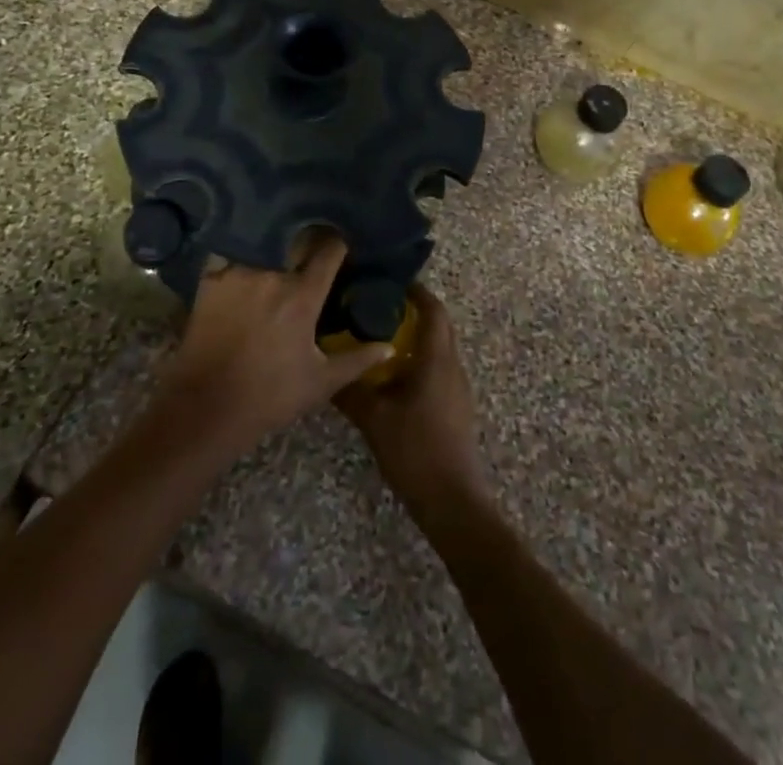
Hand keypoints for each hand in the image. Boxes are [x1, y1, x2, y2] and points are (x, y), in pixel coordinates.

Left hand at [155, 235, 393, 458]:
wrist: (206, 409)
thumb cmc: (269, 397)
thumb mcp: (320, 382)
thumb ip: (357, 360)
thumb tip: (390, 347)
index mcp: (302, 295)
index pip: (330, 250)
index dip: (340, 242)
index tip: (345, 242)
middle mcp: (271, 274)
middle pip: (297, 237)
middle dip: (309, 235)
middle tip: (316, 238)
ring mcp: (237, 273)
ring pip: (263, 240)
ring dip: (276, 238)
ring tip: (283, 237)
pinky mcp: (210, 280)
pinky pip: (229, 250)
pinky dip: (240, 246)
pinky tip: (246, 248)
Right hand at [336, 285, 490, 521]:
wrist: (452, 501)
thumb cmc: (415, 450)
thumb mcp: (374, 418)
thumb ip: (350, 390)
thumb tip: (325, 368)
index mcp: (436, 359)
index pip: (433, 310)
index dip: (416, 291)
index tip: (390, 282)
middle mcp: (452, 366)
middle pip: (438, 325)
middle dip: (414, 311)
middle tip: (379, 305)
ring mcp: (457, 387)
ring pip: (439, 348)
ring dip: (415, 336)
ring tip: (380, 337)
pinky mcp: (456, 406)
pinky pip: (438, 368)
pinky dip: (418, 359)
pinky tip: (392, 375)